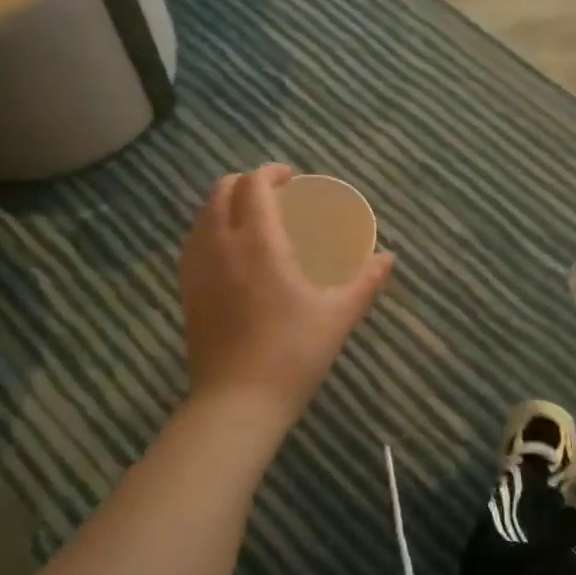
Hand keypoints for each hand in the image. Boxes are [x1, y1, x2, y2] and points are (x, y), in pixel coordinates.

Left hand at [179, 164, 393, 428]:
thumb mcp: (338, 315)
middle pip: (221, 192)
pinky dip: (211, 231)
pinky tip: (231, 254)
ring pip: (202, 216)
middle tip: (273, 196)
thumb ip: (365, 282)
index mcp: (259, 242)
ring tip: (252, 219)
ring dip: (225, 204)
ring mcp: (197, 269)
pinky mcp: (187, 292)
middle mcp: (221, 245)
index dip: (270, 172)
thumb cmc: (293, 353)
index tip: (291, 178)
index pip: (253, 185)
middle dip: (246, 183)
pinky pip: (194, 243)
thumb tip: (388, 258)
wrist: (238, 402)